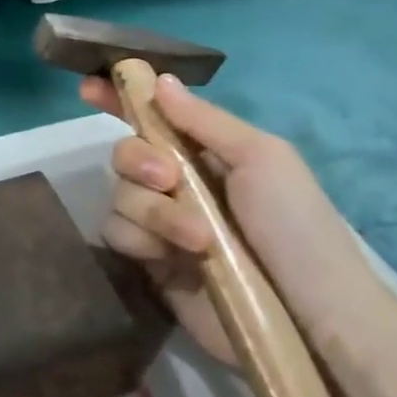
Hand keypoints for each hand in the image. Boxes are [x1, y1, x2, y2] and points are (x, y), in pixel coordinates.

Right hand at [80, 72, 384, 362]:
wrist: (308, 315)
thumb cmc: (295, 226)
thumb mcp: (262, 158)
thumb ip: (205, 120)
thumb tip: (160, 80)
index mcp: (208, 151)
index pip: (154, 116)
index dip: (120, 99)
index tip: (88, 87)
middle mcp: (180, 182)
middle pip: (126, 153)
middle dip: (138, 160)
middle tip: (169, 178)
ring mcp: (163, 223)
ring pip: (119, 195)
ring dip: (153, 210)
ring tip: (197, 238)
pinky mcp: (151, 263)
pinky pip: (117, 234)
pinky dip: (139, 239)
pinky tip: (168, 257)